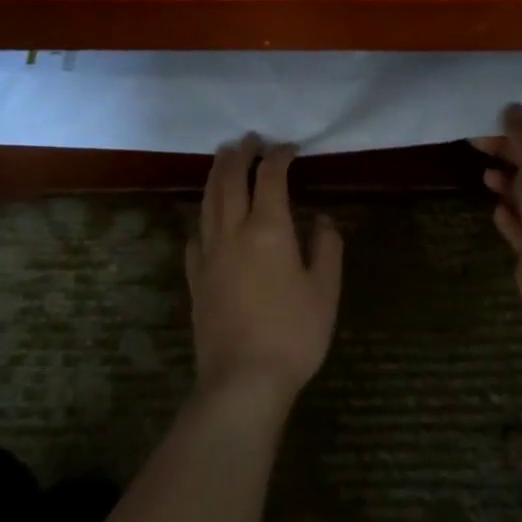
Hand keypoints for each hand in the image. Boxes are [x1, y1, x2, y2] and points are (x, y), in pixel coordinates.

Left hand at [188, 134, 342, 404]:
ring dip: (216, 174)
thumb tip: (321, 220)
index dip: (279, 156)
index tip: (290, 148)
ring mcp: (209, 254)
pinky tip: (206, 219)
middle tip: (248, 139)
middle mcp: (233, 231)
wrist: (242, 381)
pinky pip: (196, 235)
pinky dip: (203, 216)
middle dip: (240, 154)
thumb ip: (326, 248)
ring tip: (222, 158)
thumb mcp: (325, 291)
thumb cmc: (293, 334)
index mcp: (269, 229)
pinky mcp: (195, 278)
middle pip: (230, 180)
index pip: (270, 177)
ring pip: (208, 201)